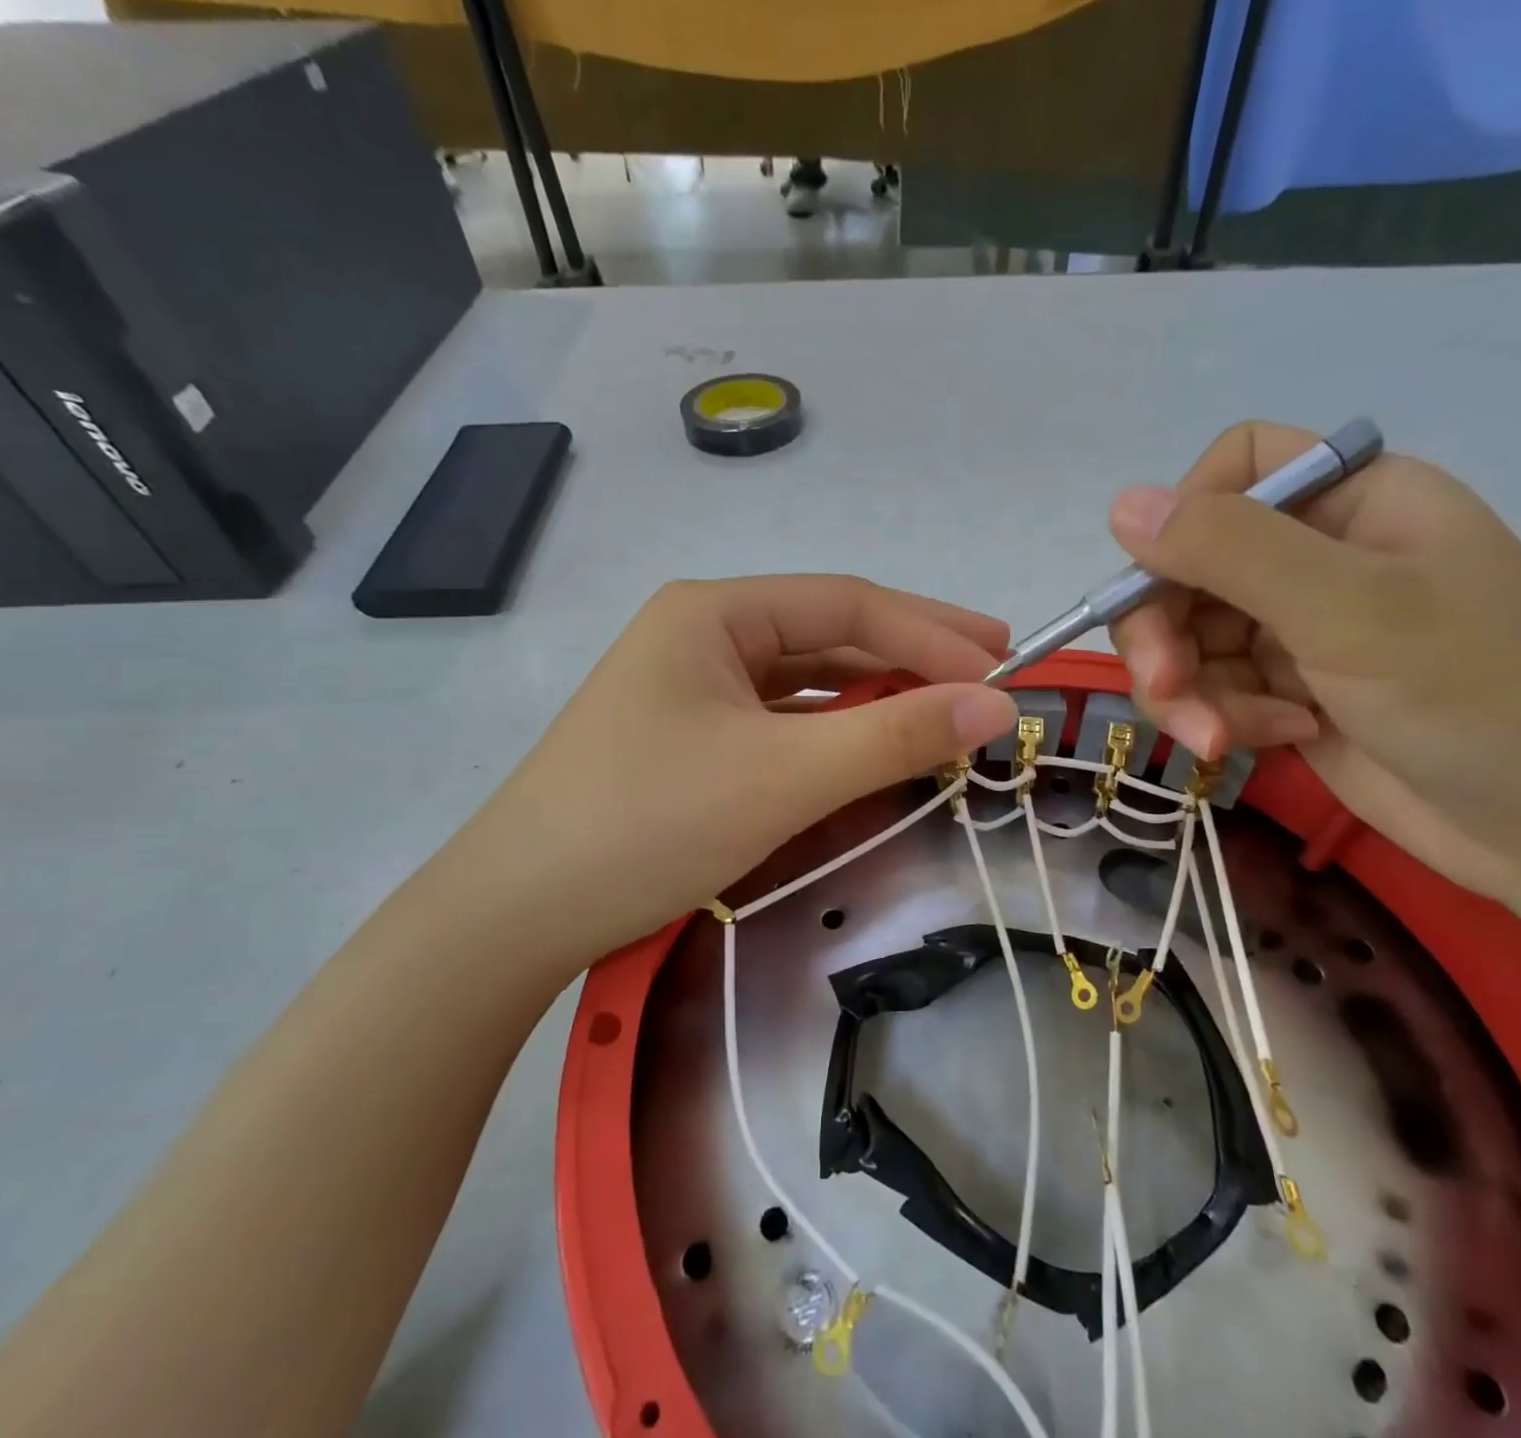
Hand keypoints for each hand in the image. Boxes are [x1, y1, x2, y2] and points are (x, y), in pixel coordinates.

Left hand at [418, 576, 1017, 975]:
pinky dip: (833, 735)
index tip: (1004, 665)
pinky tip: (871, 749)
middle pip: (828, 637)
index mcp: (715, 613)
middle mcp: (702, 636)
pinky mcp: (689, 741)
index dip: (933, 632)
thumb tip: (996, 705)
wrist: (517, 915)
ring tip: (945, 711)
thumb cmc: (651, 823)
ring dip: (875, 698)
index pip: (849, 605)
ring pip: (807, 684)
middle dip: (911, 656)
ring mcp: (692, 691)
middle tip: (991, 673)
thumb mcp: (786, 775)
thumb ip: (896, 734)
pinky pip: (781, 724)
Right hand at [1106, 421, 1520, 903]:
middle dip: (1165, 632)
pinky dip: (1223, 716)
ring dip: (1188, 689)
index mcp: (1353, 501)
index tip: (1161, 585)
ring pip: (1189, 636)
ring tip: (1219, 737)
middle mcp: (1319, 556)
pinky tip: (1273, 740)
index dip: (1183, 520)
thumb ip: (1230, 551)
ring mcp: (1300, 628)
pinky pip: (1213, 687)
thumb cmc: (1479, 696)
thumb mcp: (1348, 610)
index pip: (1235, 469)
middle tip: (1164, 688)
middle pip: (1190, 566)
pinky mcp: (1288, 690)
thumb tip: (1121, 505)